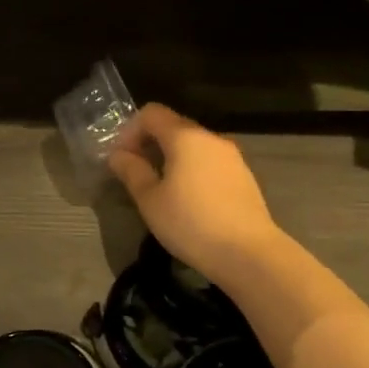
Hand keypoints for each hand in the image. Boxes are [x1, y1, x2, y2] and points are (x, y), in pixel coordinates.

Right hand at [107, 103, 282, 283]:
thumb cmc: (191, 223)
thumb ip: (131, 171)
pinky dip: (192, 169)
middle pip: (173, 126)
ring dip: (171, 157)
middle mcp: (211, 138)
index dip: (130, 130)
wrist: (250, 254)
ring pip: (193, 145)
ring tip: (161, 189)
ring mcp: (232, 156)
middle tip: (136, 174)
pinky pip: (209, 161)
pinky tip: (188, 199)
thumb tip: (118, 155)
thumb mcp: (150, 200)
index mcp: (185, 137)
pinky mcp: (244, 176)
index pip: (151, 113)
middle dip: (150, 143)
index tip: (122, 159)